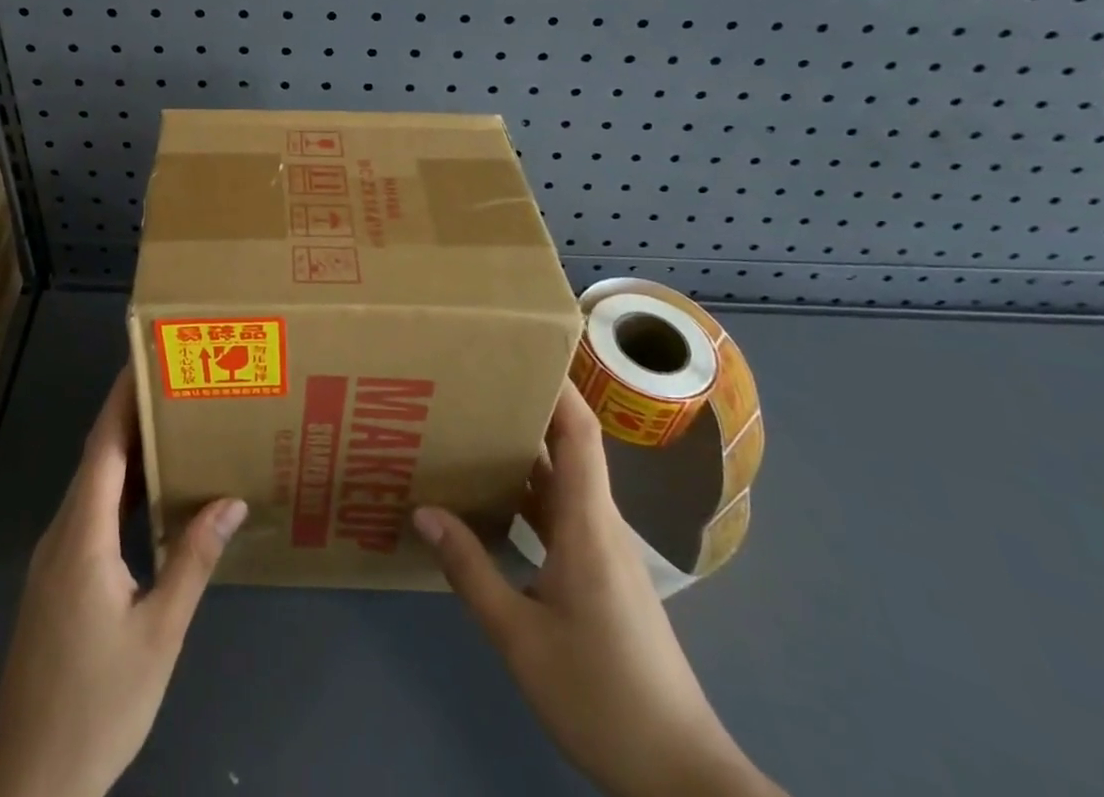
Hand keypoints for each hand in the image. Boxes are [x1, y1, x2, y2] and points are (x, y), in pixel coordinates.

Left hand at [0, 370, 246, 796]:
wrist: (26, 782)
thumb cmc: (97, 704)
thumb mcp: (159, 633)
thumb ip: (192, 560)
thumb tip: (230, 499)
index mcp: (83, 536)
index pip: (104, 445)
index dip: (122, 397)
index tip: (146, 358)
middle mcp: (62, 534)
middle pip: (98, 457)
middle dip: (132, 414)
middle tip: (176, 384)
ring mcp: (54, 559)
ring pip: (93, 487)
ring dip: (128, 453)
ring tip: (173, 427)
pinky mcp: (56, 581)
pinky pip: (90, 515)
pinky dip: (121, 492)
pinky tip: (152, 499)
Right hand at [413, 381, 783, 796]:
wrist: (679, 775)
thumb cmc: (601, 695)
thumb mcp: (520, 638)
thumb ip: (471, 570)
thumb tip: (424, 509)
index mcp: (587, 523)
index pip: (579, 432)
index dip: (558, 385)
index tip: (523, 348)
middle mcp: (599, 524)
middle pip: (568, 447)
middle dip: (525, 409)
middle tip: (473, 382)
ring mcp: (604, 551)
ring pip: (562, 482)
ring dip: (523, 454)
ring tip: (471, 429)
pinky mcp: (603, 575)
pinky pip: (562, 514)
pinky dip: (528, 495)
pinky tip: (493, 503)